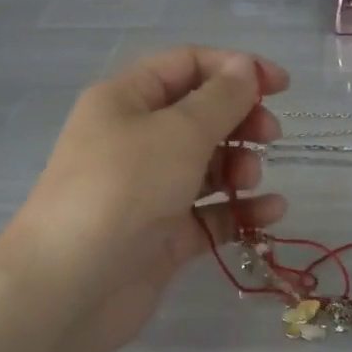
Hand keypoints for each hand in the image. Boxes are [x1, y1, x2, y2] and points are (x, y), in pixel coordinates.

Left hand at [0, 47, 288, 351]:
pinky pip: (208, 213)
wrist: (70, 286)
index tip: (281, 86)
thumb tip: (245, 67)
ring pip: (206, 165)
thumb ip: (221, 99)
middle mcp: (134, 139)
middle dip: (240, 120)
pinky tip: (272, 211)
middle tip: (270, 136)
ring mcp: (147, 190)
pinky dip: (238, 209)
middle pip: (199, 115)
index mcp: (125, 100)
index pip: (187, 65)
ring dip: (238, 165)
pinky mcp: (161, 235)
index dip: (236, 69)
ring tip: (250, 179)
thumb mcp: (178, 132)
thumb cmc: (124, 189)